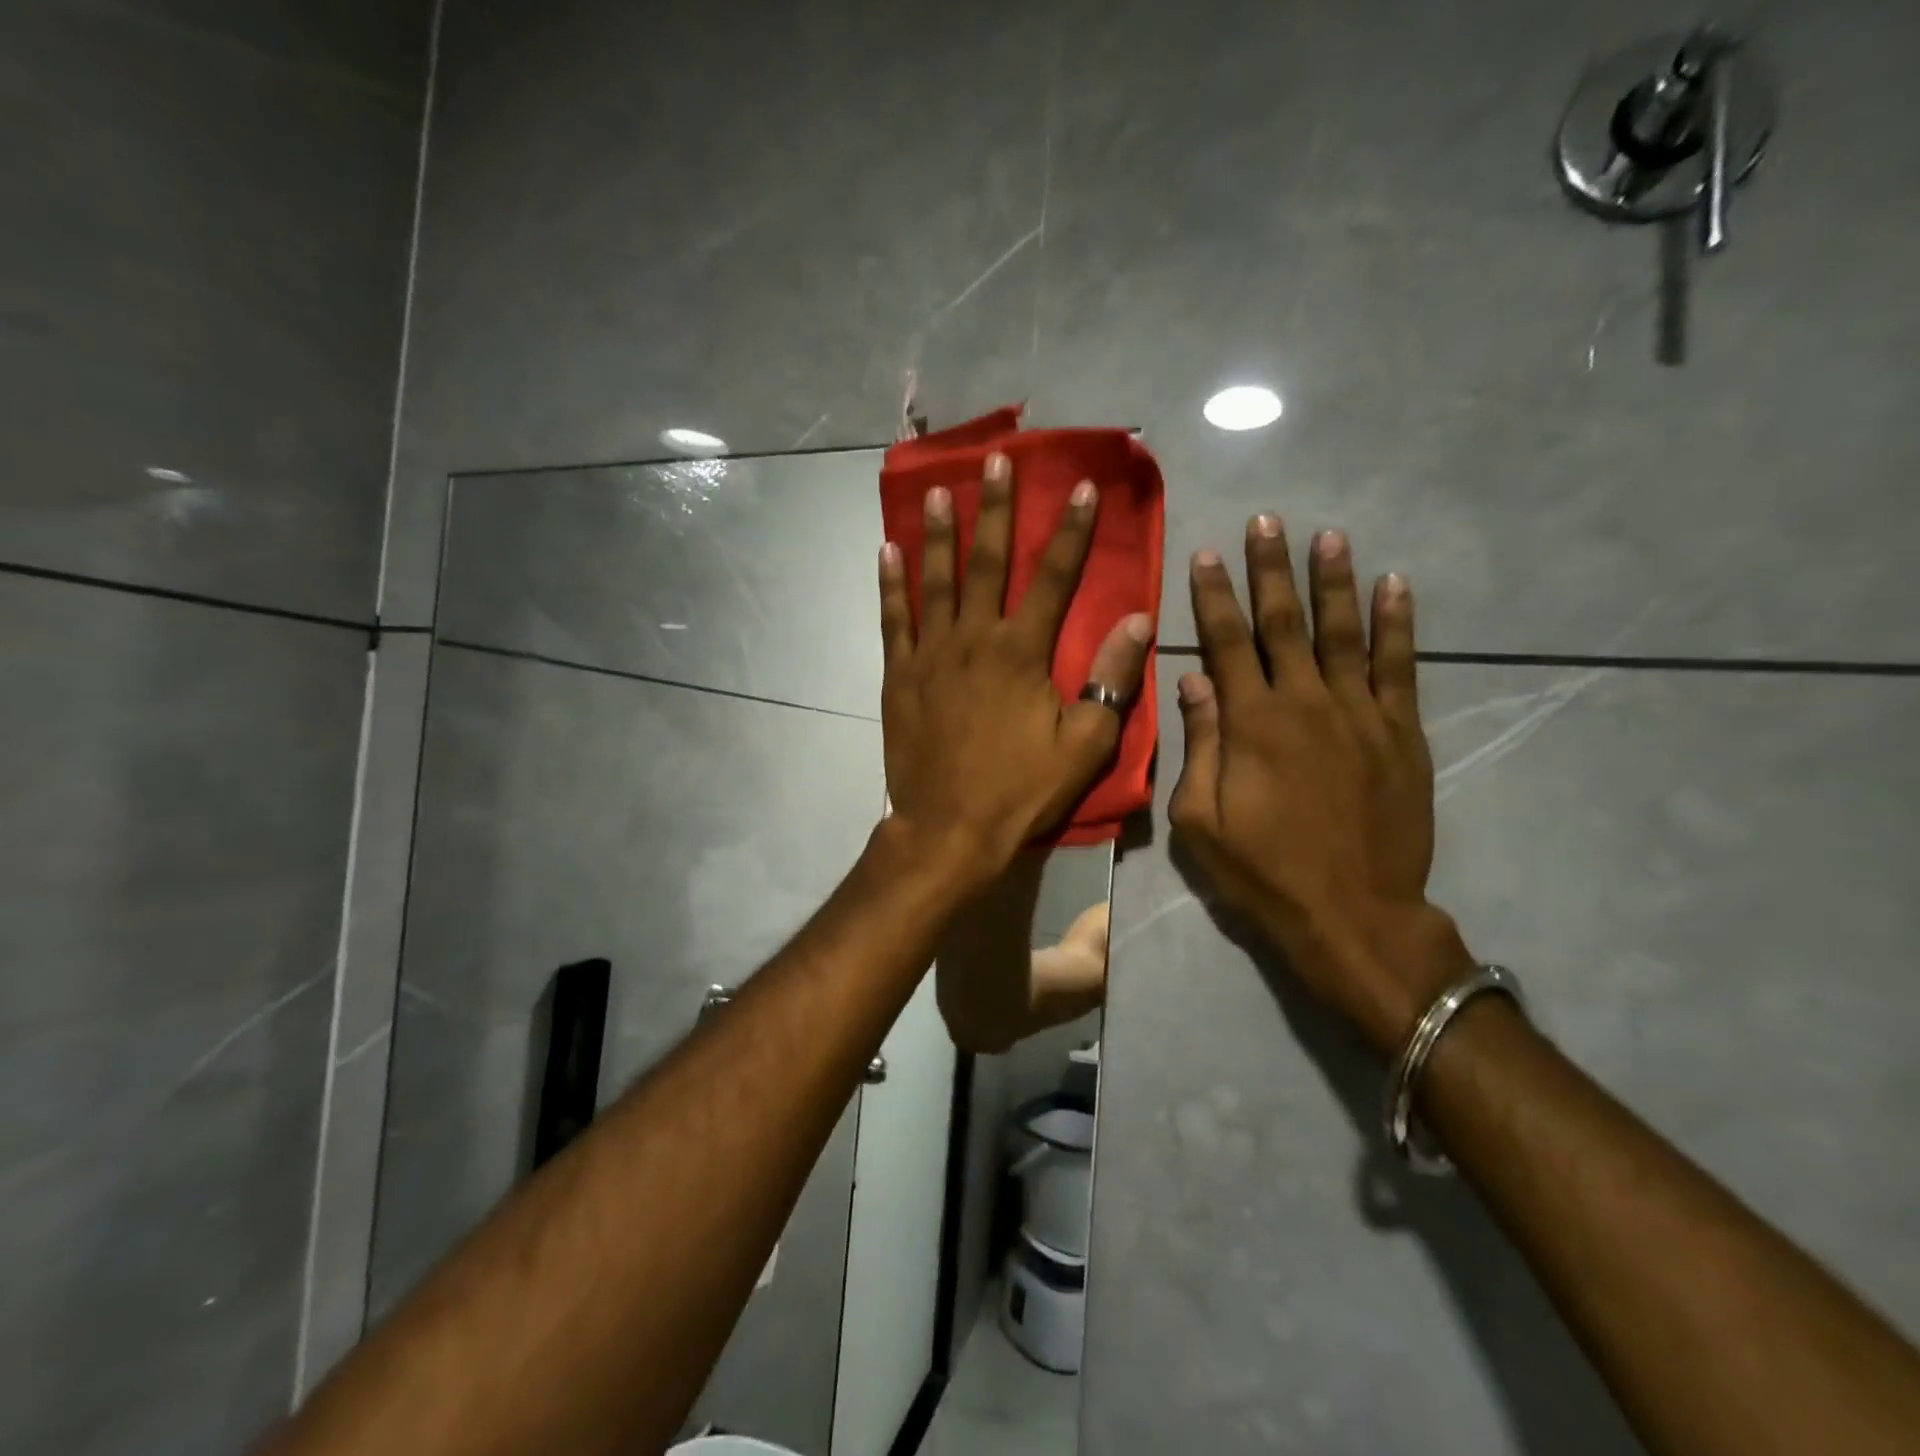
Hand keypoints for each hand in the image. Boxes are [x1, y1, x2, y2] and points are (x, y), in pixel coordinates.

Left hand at [880, 452, 1152, 889]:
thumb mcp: (1083, 744)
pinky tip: (887, 551)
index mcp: (1022, 652)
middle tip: (997, 461)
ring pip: (936, 581)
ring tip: (937, 491)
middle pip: (987, 562)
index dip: (1071, 532)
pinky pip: (894, 619)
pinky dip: (891, 584)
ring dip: (938, 533)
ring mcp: (930, 654)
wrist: (948, 828)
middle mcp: (974, 639)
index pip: (1054, 578)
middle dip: (996, 509)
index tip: (1081, 488)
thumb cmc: (1020, 789)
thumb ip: (1110, 680)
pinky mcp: (900, 676)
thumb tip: (1138, 620)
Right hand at [1168, 516, 1470, 1053]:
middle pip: (1283, 623)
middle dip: (1270, 569)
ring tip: (1327, 535)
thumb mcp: (1201, 821)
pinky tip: (1395, 585)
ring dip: (1332, 581)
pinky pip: (1399, 667)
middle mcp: (1304, 703)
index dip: (1214, 596)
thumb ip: (1199, 746)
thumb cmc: (1263, 872)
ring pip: (1344, 631)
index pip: (1226, 643)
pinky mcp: (1401, 733)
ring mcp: (1359, 714)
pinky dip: (1398, 623)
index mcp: (1251, 723)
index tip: (1206, 554)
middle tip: (1265, 520)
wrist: (1353, 914)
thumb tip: (1193, 683)